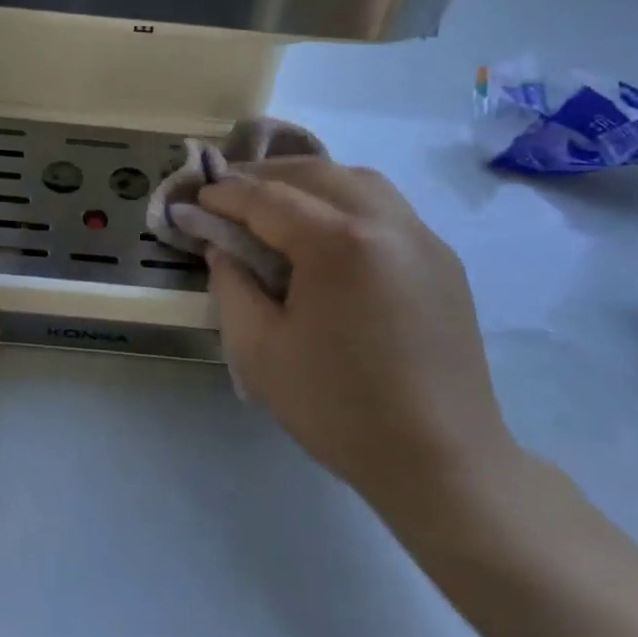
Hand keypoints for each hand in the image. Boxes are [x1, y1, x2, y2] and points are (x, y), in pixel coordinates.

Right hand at [197, 160, 516, 522]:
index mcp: (340, 244)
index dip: (225, 195)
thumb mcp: (258, 350)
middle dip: (265, 175)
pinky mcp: (443, 261)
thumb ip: (230, 285)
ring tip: (275, 201)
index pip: (268, 199)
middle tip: (227, 191)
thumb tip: (222, 247)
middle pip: (316, 173)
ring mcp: (423, 239)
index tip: (194, 198)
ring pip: (358, 182)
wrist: (442, 462)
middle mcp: (387, 224)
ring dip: (309, 181)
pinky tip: (326, 232)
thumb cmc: (339, 409)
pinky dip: (346, 201)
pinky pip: (387, 208)